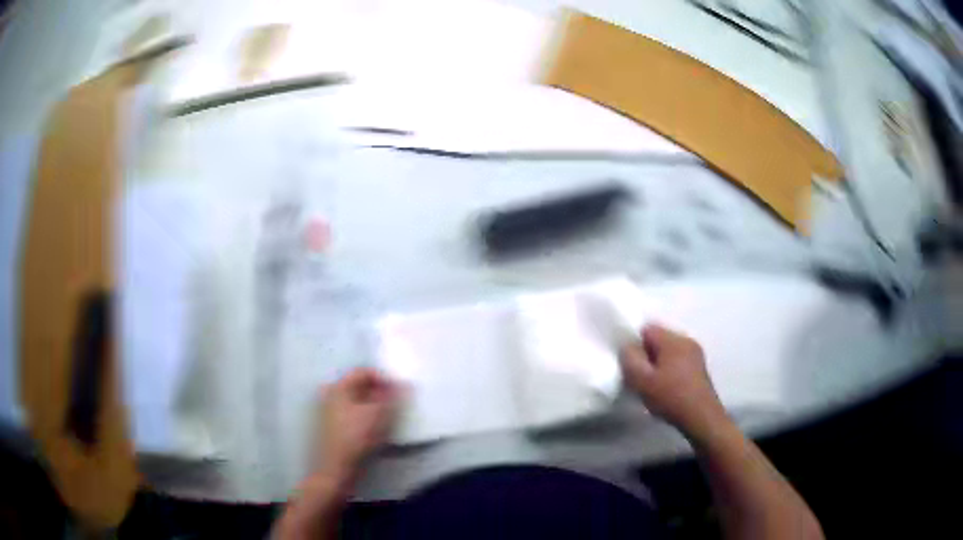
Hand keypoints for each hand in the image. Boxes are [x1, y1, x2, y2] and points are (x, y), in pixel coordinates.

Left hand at [316, 367, 399, 481]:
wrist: (336, 470)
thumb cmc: (356, 439)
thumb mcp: (379, 414)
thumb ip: (391, 396)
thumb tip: (401, 384)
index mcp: (337, 387)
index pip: (364, 372)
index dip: (384, 379)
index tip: (401, 392)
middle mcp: (329, 395)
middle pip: (360, 387)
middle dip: (380, 394)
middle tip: (397, 406)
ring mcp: (328, 413)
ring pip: (357, 403)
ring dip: (374, 408)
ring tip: (389, 420)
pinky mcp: (332, 429)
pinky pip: (353, 416)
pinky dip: (366, 419)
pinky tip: (376, 432)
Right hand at [620, 324, 728, 439]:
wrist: (701, 417)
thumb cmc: (670, 397)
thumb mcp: (642, 380)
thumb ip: (630, 358)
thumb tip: (627, 346)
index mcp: (673, 339)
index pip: (647, 328)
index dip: (634, 344)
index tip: (630, 364)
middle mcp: (687, 340)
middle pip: (659, 339)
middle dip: (646, 354)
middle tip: (639, 376)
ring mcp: (696, 353)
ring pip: (669, 351)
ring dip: (658, 363)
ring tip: (652, 384)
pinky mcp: (700, 367)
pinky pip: (678, 360)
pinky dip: (669, 369)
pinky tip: (666, 387)